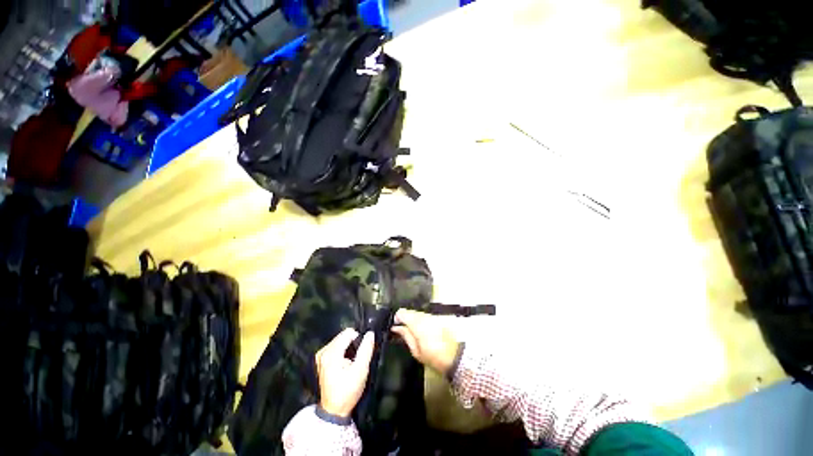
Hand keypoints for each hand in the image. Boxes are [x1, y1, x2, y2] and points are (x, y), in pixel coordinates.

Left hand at [316, 328, 374, 417]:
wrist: (334, 410)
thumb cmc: (347, 391)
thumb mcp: (361, 370)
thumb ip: (366, 349)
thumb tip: (370, 333)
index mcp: (331, 353)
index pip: (348, 333)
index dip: (358, 340)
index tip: (361, 353)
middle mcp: (323, 351)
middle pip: (343, 336)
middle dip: (353, 344)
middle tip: (357, 360)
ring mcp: (320, 356)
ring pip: (340, 340)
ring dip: (348, 348)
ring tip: (352, 363)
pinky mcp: (321, 360)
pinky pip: (336, 347)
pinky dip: (343, 351)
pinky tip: (345, 364)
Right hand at [391, 309, 459, 375]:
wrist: (455, 356)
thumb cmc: (433, 357)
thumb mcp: (416, 351)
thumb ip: (406, 336)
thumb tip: (396, 327)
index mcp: (418, 324)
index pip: (403, 312)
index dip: (397, 317)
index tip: (395, 325)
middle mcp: (424, 316)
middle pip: (410, 311)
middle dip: (405, 318)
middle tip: (402, 329)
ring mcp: (432, 316)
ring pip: (417, 313)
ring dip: (413, 319)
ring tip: (412, 331)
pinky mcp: (437, 317)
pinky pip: (425, 315)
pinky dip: (420, 320)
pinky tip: (422, 330)